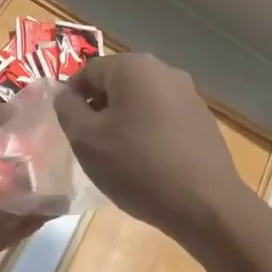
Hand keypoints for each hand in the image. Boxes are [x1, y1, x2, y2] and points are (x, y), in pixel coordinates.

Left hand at [0, 98, 54, 271]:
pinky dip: (23, 229)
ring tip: (62, 196)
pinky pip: (1, 237)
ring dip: (30, 207)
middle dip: (22, 181)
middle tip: (56, 173)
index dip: (3, 146)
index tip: (36, 140)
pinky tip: (48, 216)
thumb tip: (12, 110)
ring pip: (1, 214)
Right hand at [54, 54, 250, 240]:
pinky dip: (149, 132)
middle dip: (100, 109)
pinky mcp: (203, 119)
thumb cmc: (137, 166)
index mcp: (134, 66)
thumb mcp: (86, 139)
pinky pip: (164, 118)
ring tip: (120, 157)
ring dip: (125, 121)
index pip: (88, 71)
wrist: (205, 204)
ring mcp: (189, 94)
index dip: (72, 98)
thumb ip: (67, 109)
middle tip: (92, 144)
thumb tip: (66, 95)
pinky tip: (149, 163)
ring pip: (141, 101)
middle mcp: (164, 70)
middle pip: (117, 83)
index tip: (70, 129)